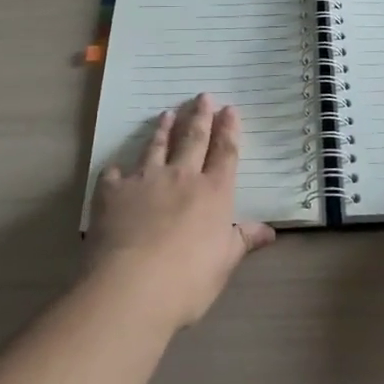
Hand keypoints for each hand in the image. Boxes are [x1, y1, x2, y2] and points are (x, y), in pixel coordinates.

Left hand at [84, 94, 275, 328]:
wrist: (131, 287)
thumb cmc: (187, 280)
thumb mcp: (224, 264)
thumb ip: (243, 241)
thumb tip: (270, 231)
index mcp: (213, 193)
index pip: (225, 153)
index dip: (228, 130)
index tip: (230, 109)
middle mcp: (181, 177)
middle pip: (193, 139)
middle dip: (200, 116)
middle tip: (202, 96)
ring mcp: (145, 180)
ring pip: (156, 147)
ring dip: (163, 129)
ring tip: (167, 113)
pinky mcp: (113, 192)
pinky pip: (115, 174)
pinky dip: (117, 170)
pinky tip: (116, 168)